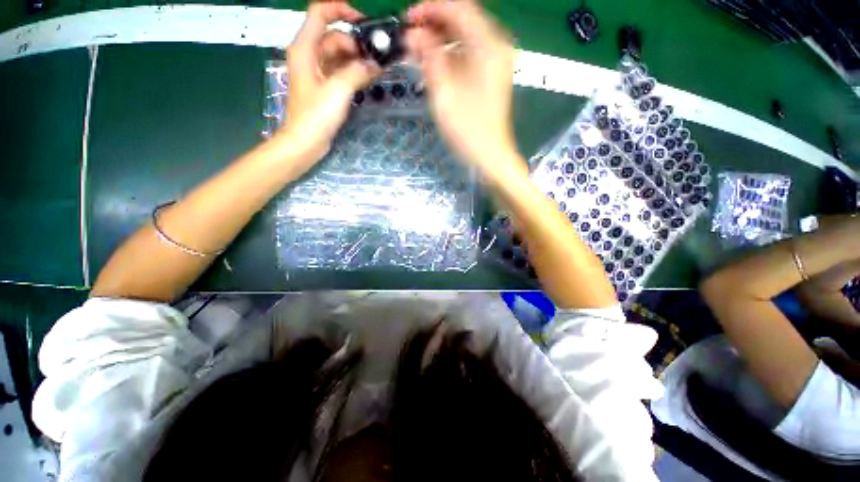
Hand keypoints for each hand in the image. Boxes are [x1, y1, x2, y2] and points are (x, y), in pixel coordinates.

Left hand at [278, 1, 380, 162]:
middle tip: (377, 57)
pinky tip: (368, 77)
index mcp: (305, 48)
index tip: (364, 21)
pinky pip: (340, 71)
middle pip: (334, 36)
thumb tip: (375, 64)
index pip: (320, 13)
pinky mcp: (324, 86)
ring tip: (376, 69)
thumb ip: (357, 72)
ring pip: (339, 55)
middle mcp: (309, 55)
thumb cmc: (316, 115)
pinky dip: (354, 72)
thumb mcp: (338, 90)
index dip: (341, 9)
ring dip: (357, 60)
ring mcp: (317, 71)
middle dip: (356, 44)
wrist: (306, 141)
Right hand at [406, 1, 516, 170]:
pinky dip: (449, 54)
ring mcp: (495, 61)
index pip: (458, 8)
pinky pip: (468, 53)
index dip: (431, 8)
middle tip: (410, 36)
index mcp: (489, 46)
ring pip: (464, 36)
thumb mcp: (444, 93)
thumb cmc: (468, 129)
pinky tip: (434, 63)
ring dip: (440, 39)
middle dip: (434, 23)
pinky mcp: (490, 75)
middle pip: (463, 19)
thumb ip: (430, 59)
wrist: (490, 155)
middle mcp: (496, 47)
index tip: (408, 18)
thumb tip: (414, 34)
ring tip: (417, 50)